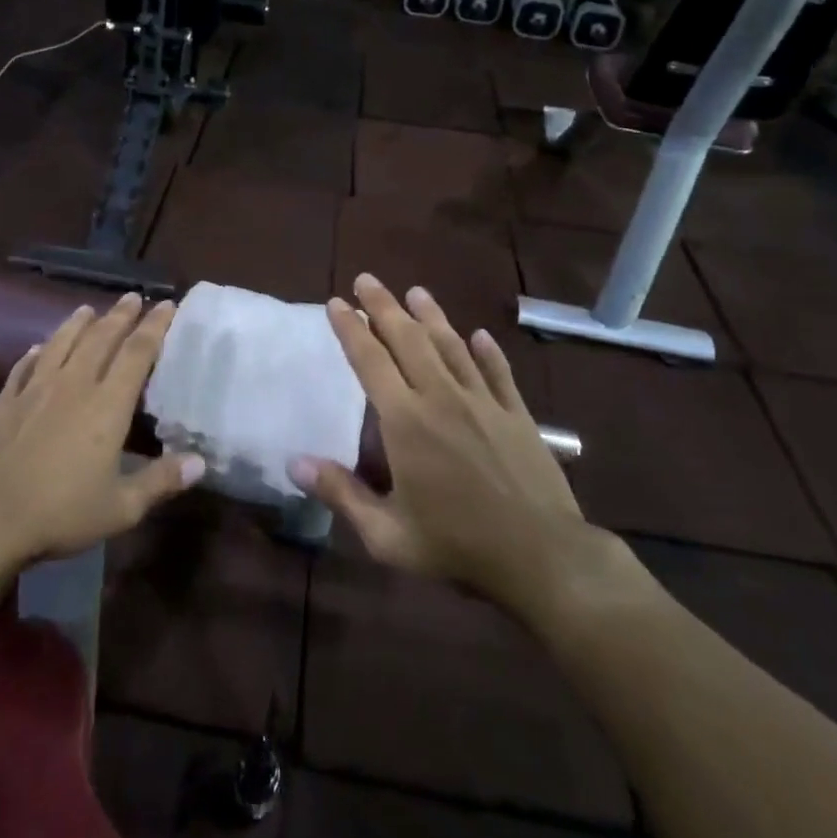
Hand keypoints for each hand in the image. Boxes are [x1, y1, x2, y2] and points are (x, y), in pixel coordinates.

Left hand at [0, 294, 203, 565]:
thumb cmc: (60, 513)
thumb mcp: (121, 508)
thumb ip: (160, 481)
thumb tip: (200, 462)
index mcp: (107, 406)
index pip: (137, 354)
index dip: (154, 327)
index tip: (166, 305)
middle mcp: (73, 386)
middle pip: (100, 339)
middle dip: (119, 315)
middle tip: (132, 297)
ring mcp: (35, 390)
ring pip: (61, 344)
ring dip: (77, 324)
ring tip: (87, 308)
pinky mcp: (5, 402)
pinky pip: (24, 367)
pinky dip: (36, 353)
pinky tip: (38, 348)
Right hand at [290, 274, 609, 621]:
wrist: (542, 558)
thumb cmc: (456, 547)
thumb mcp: (387, 534)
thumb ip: (341, 494)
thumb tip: (293, 462)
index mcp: (405, 421)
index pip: (370, 361)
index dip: (350, 329)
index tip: (336, 303)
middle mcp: (441, 398)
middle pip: (408, 340)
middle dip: (384, 307)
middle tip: (368, 279)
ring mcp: (483, 403)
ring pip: (452, 347)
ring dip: (432, 316)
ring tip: (416, 292)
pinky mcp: (518, 415)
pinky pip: (498, 373)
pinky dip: (487, 351)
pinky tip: (480, 335)